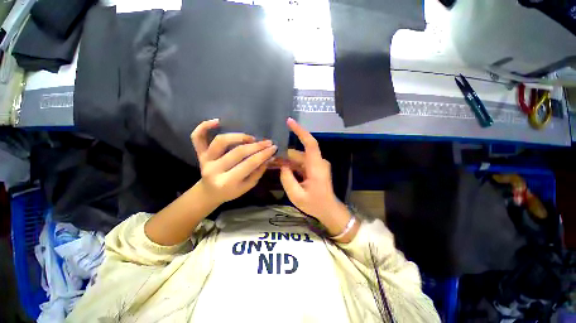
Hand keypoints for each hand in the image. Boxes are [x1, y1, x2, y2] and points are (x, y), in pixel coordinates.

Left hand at [191, 119, 277, 206]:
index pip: (249, 164)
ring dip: (238, 136)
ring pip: (221, 141)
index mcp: (227, 182)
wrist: (209, 192)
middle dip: (256, 146)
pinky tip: (217, 121)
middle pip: (238, 152)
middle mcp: (214, 169)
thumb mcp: (247, 186)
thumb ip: (258, 172)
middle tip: (267, 142)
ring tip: (251, 138)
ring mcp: (205, 160)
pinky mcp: (199, 154)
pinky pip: (197, 138)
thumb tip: (270, 157)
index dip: (263, 154)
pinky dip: (204, 127)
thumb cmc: (231, 191)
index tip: (274, 148)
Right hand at [279, 118, 342, 221]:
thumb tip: (282, 165)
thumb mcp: (297, 195)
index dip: (300, 131)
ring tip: (272, 163)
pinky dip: (291, 165)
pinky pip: (300, 164)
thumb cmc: (315, 205)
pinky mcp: (314, 169)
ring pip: (298, 158)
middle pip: (299, 153)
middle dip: (284, 154)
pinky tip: (281, 168)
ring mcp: (316, 165)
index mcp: (316, 166)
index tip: (289, 121)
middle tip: (269, 157)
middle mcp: (317, 162)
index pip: (310, 143)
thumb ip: (287, 179)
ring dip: (286, 161)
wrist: (329, 210)